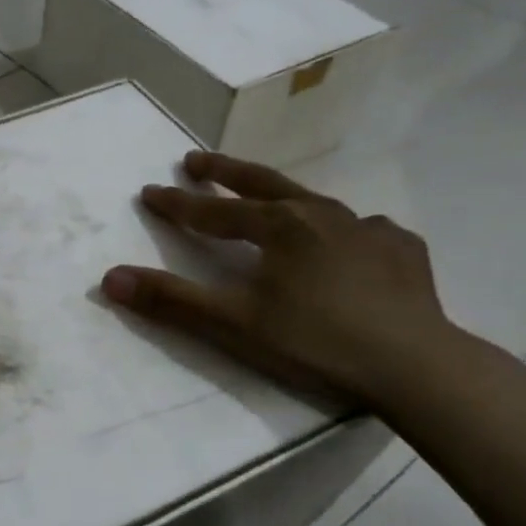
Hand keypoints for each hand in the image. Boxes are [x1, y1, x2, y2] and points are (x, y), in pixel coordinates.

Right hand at [100, 151, 450, 404]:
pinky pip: (363, 229)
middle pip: (262, 184)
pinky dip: (343, 230)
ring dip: (281, 195)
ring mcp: (367, 228)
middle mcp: (321, 213)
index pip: (212, 211)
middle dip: (223, 172)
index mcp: (278, 226)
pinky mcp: (402, 250)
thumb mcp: (233, 324)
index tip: (148, 191)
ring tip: (271, 199)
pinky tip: (348, 242)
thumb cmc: (315, 341)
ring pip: (314, 200)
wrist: (416, 365)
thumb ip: (171, 300)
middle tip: (195, 160)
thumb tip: (109, 278)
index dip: (176, 203)